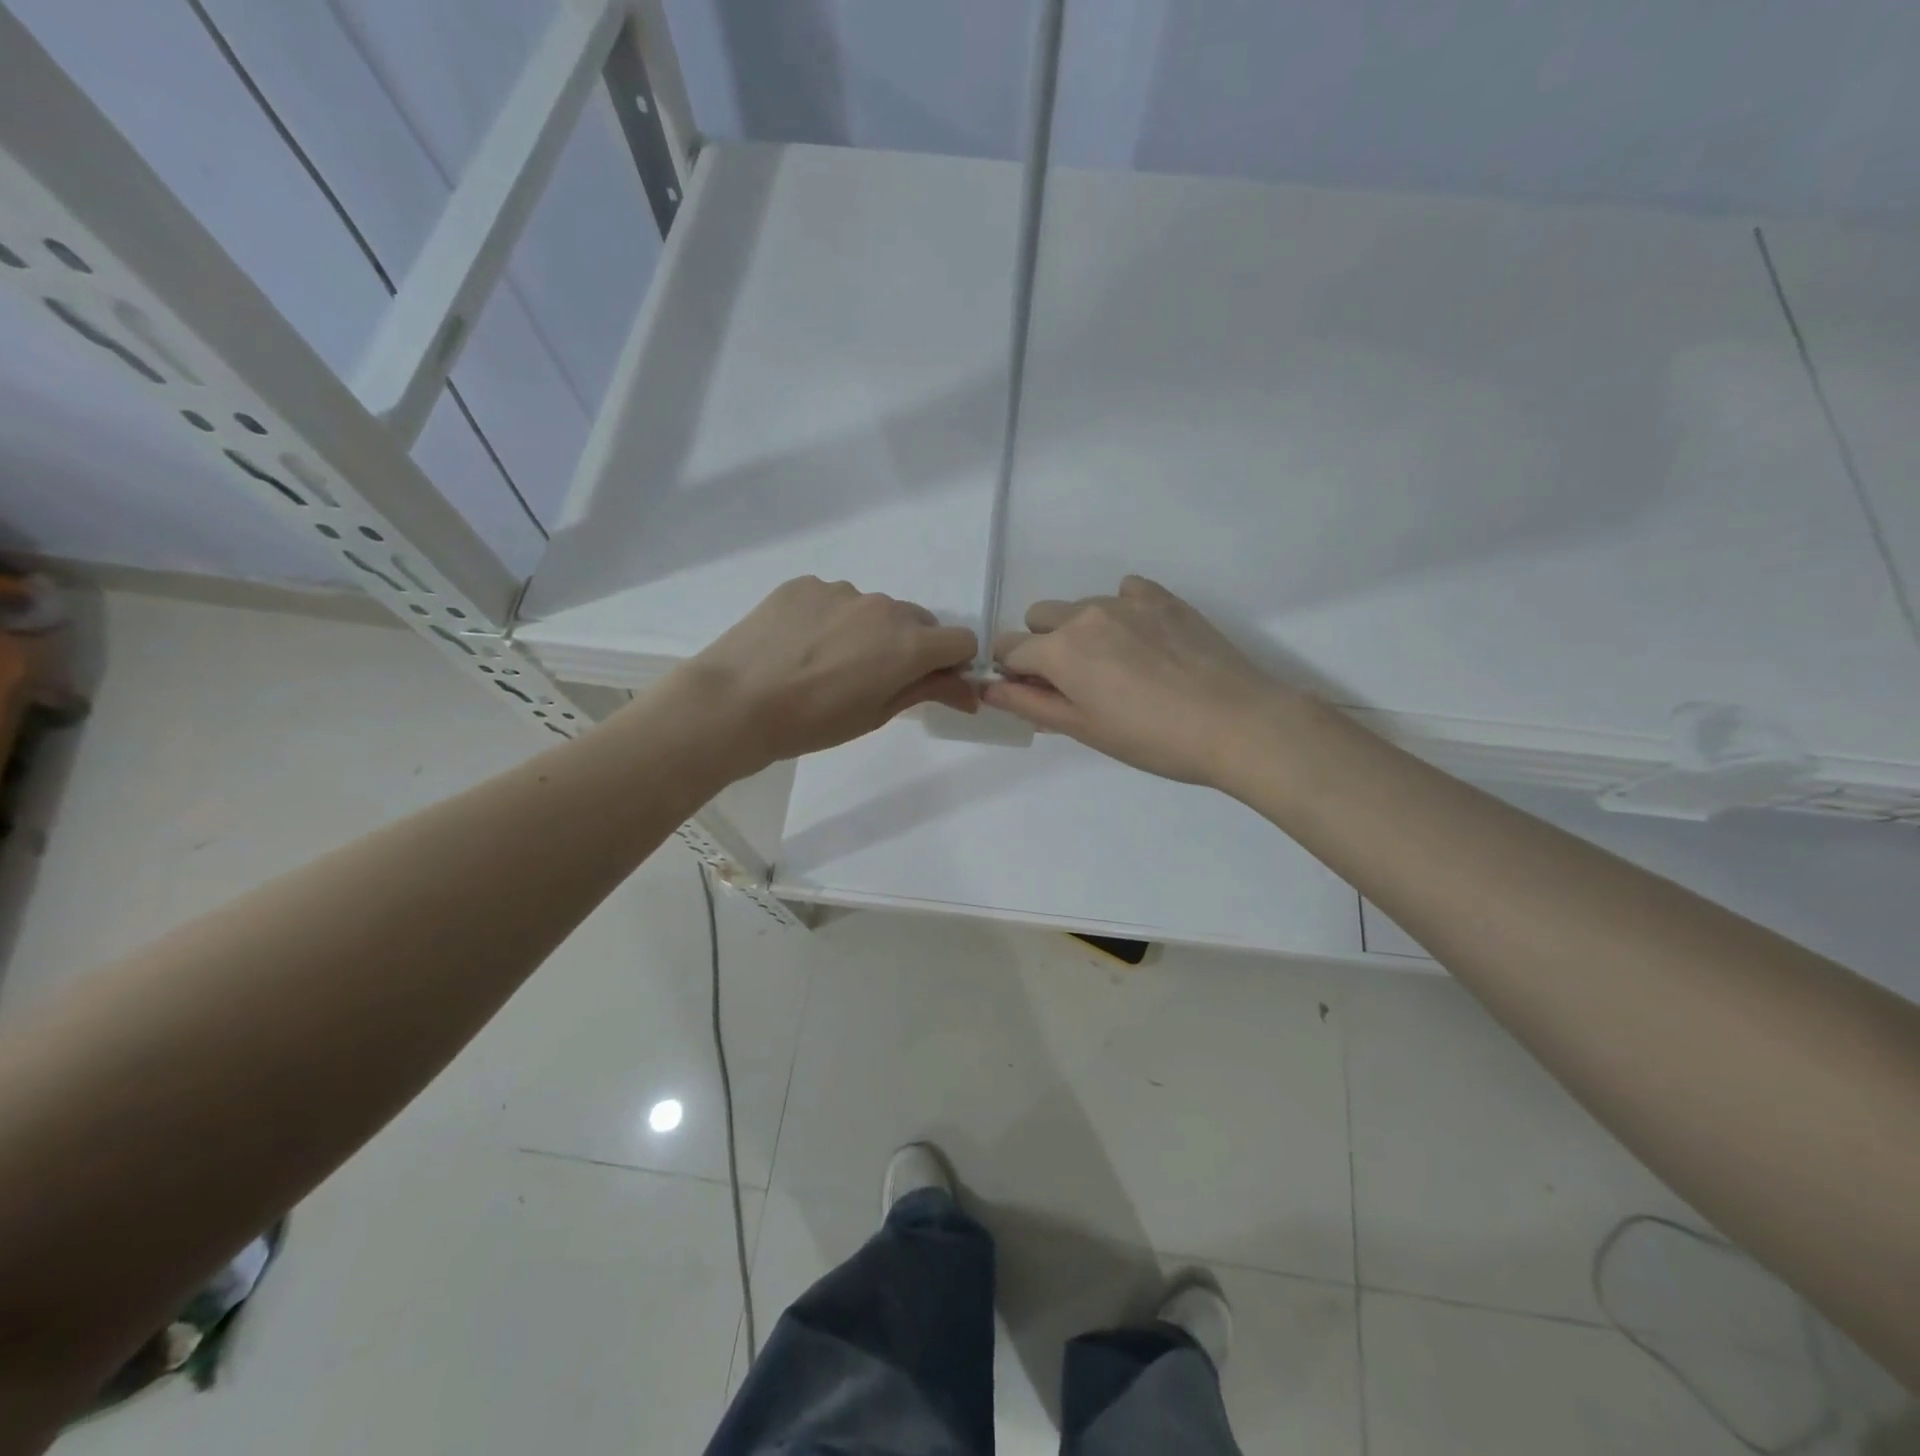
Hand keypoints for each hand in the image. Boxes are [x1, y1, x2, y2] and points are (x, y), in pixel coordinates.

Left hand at [679, 577, 977, 769]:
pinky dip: (831, 618)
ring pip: (874, 609)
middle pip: (918, 621)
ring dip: (868, 630)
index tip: (929, 682)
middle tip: (873, 677)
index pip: (961, 640)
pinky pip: (835, 599)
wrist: (735, 703)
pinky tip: (800, 645)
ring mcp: (842, 590)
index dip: (952, 663)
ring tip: (827, 662)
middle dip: (910, 646)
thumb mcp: (876, 714)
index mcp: (908, 644)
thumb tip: (970, 692)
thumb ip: (927, 691)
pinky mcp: (805, 584)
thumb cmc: (812, 722)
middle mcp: (883, 607)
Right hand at [984, 576, 1294, 788]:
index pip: (1009, 649)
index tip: (1036, 693)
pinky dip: (1121, 611)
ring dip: (1082, 630)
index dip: (1013, 673)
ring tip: (1120, 668)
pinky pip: (1124, 592)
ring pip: (1081, 606)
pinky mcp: (1163, 598)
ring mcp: (1126, 601)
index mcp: (1061, 650)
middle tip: (1078, 682)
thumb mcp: (1084, 729)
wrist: (1236, 723)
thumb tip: (989, 688)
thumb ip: (1031, 703)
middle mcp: (1086, 614)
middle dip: (1044, 645)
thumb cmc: (1152, 739)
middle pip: (1039, 618)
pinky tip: (1145, 643)